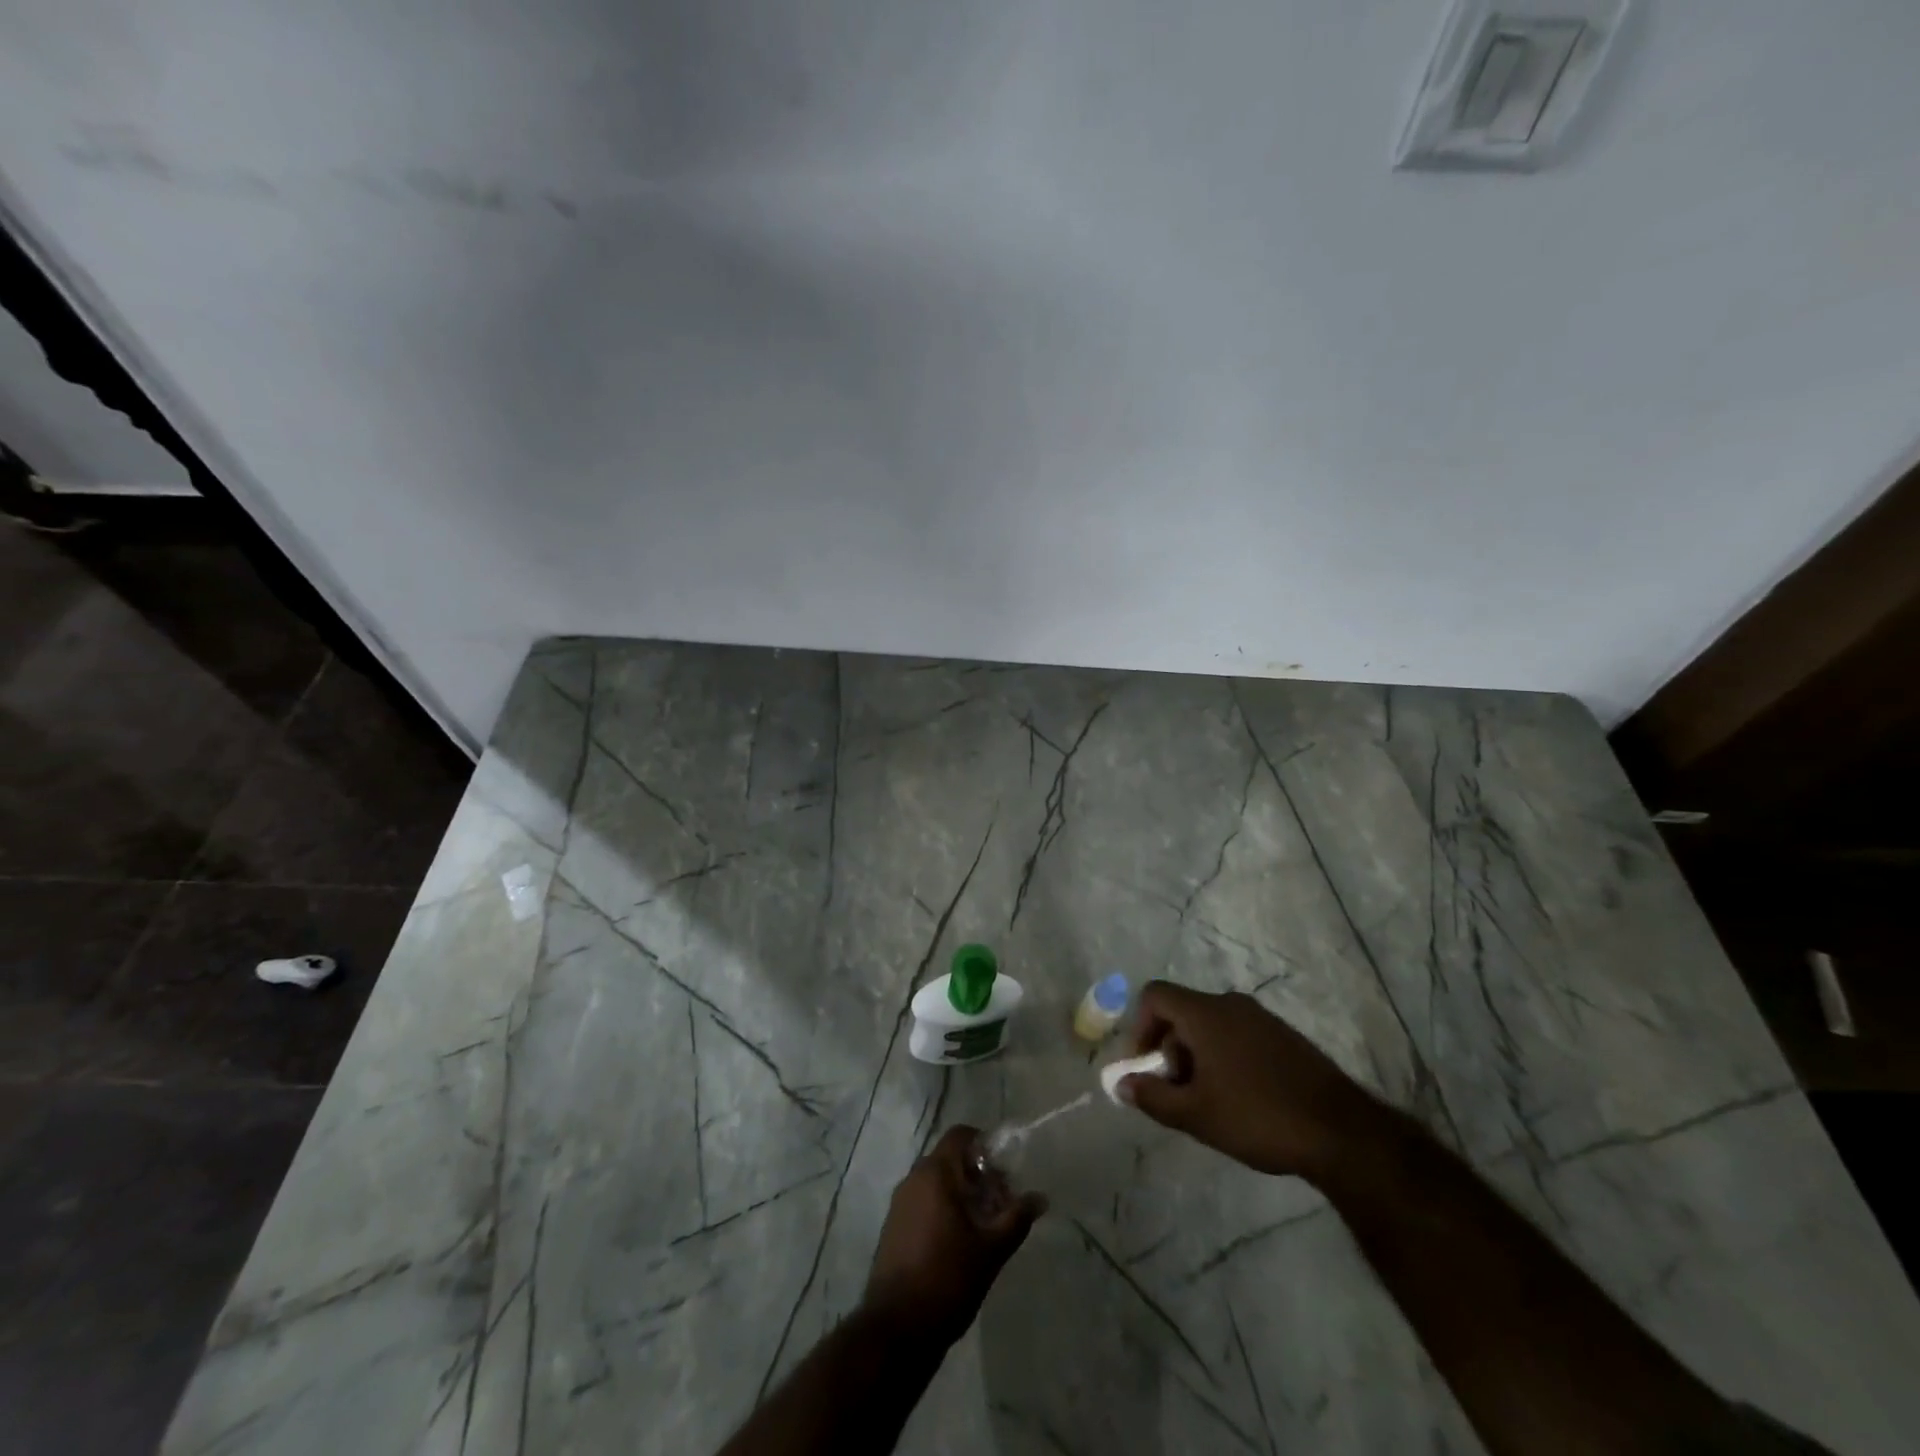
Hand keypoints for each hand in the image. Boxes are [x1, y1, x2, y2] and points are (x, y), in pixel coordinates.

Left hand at [863, 1125, 1044, 1347]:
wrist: (896, 1330)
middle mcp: (914, 1178)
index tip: (1004, 1173)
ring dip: (961, 1194)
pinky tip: (959, 1243)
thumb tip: (1040, 1197)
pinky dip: (943, 1209)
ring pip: (936, 1182)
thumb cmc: (947, 1279)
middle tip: (1001, 1205)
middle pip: (950, 1159)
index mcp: (935, 1173)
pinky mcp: (893, 1227)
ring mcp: (900, 1203)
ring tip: (984, 1227)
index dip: (985, 1146)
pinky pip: (923, 1202)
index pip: (961, 1135)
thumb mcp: (991, 1250)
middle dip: (978, 1176)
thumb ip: (1016, 1218)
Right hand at [1119, 981, 1384, 1181]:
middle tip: (1175, 1092)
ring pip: (1211, 1025)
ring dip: (1196, 1055)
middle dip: (1168, 1048)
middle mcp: (1231, 1004)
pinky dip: (1224, 1056)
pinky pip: (1237, 1034)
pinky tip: (1240, 1098)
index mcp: (1205, 1013)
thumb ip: (1152, 1097)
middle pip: (1182, 1012)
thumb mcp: (1196, 1115)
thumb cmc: (1258, 1117)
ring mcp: (1261, 1018)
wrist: (1341, 1132)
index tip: (1144, 1066)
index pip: (1155, 995)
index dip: (1139, 1027)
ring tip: (1207, 1101)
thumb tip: (1122, 1083)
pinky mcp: (1284, 1036)